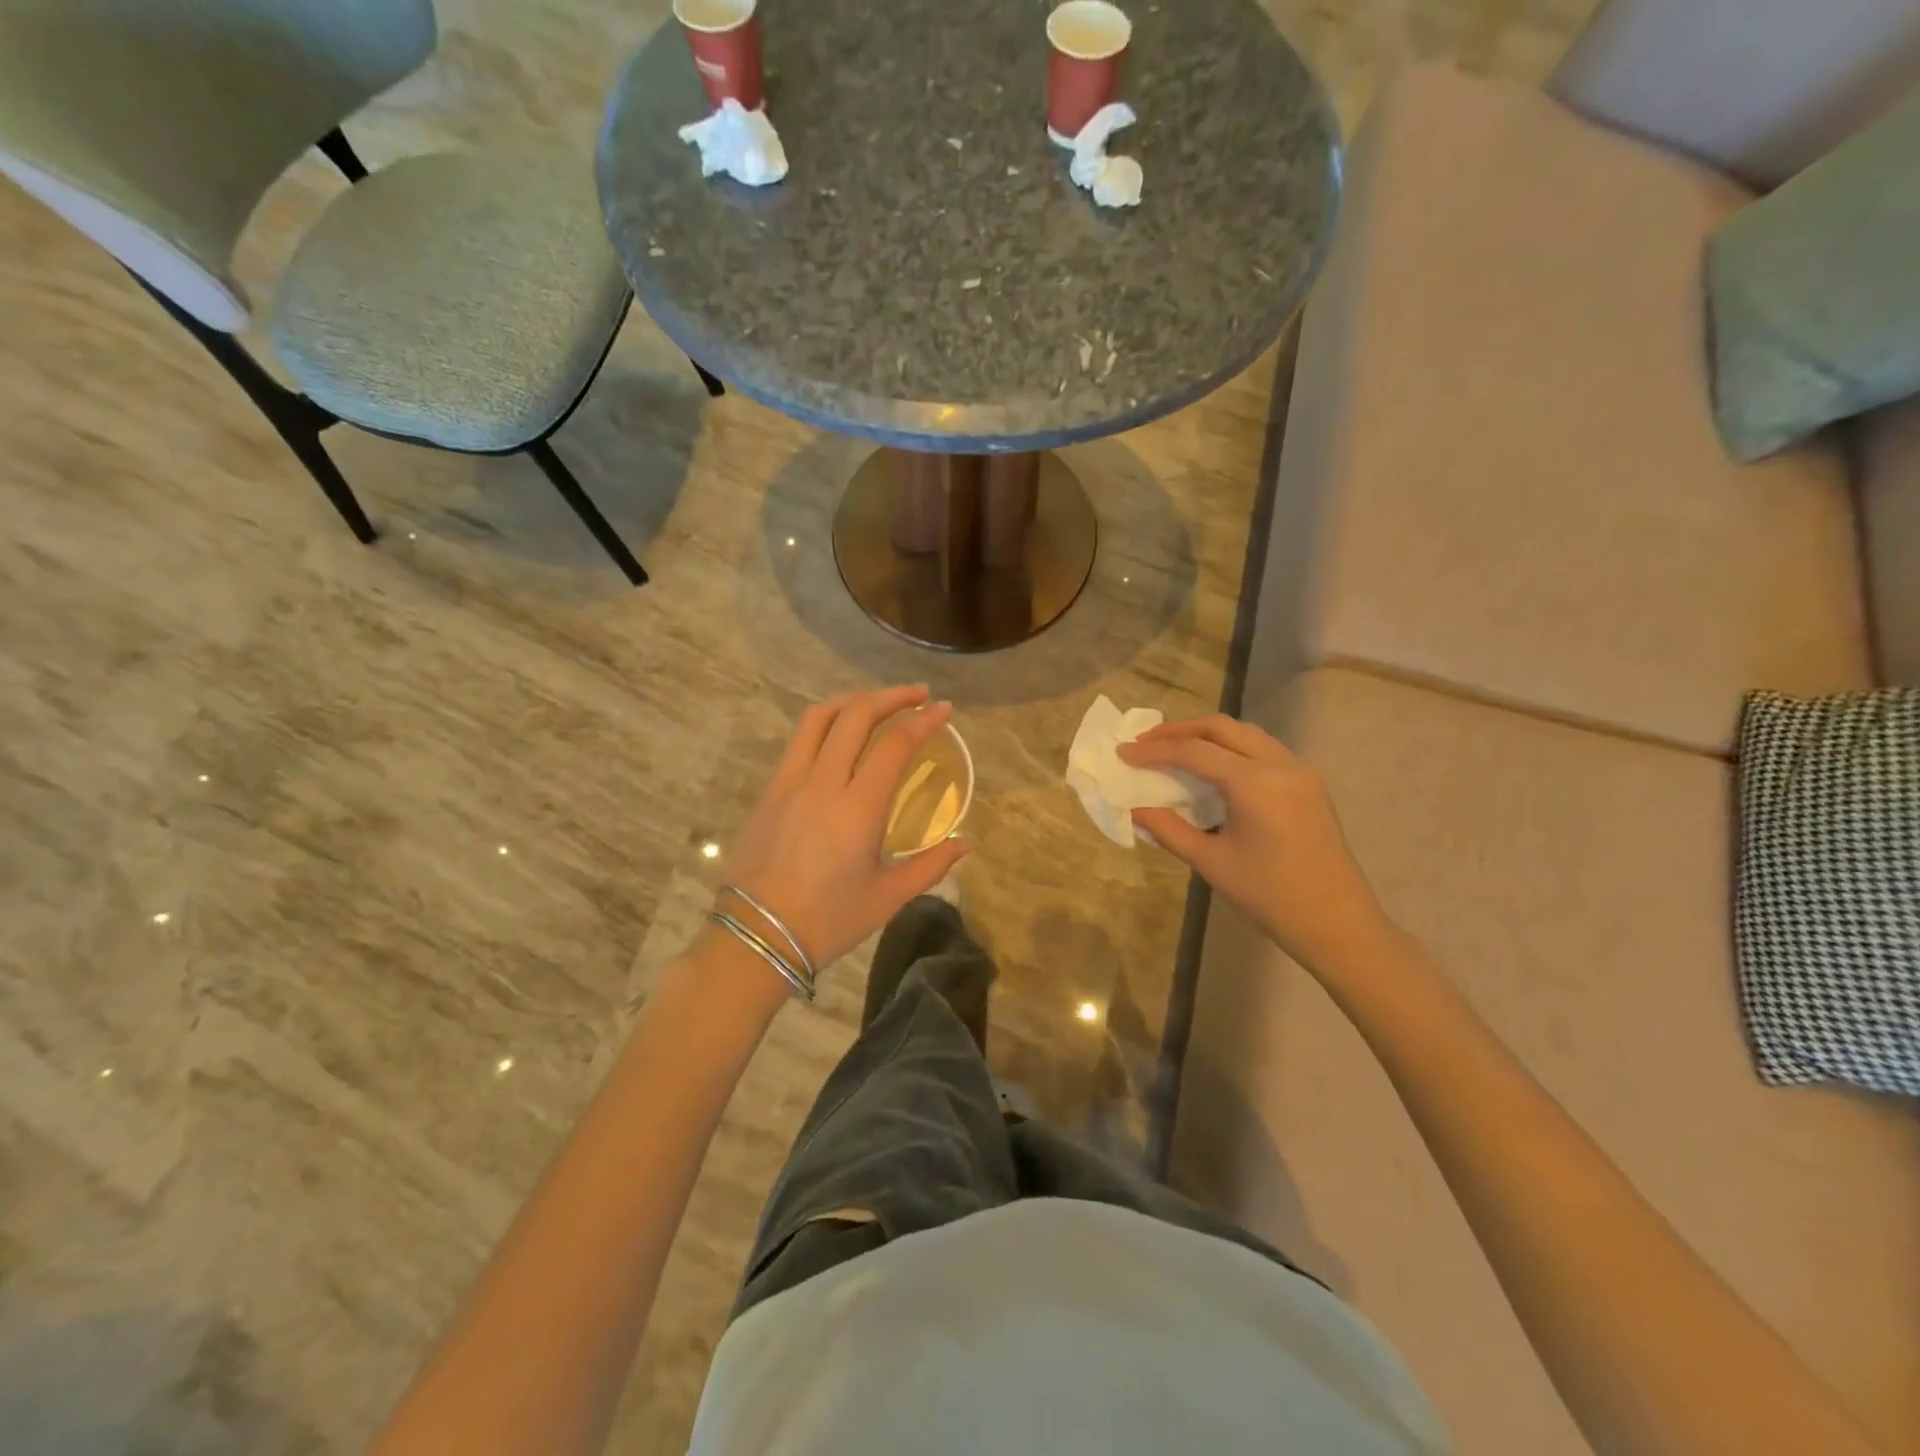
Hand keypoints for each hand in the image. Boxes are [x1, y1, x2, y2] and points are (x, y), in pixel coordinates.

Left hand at [723, 685, 967, 973]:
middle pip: (856, 715)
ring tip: (877, 703)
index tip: (944, 709)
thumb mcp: (887, 898)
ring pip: (819, 718)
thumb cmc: (828, 921)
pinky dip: (826, 724)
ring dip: (853, 700)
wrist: (756, 937)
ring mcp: (789, 782)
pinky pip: (799, 741)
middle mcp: (822, 782)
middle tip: (918, 695)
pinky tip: (839, 738)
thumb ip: (929, 866)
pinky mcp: (769, 790)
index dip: (923, 721)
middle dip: (891, 697)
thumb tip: (962, 845)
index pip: (895, 744)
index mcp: (857, 808)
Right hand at [1119, 715, 1388, 973]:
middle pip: (1221, 728)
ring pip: (1245, 734)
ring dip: (1207, 735)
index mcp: (1255, 783)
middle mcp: (1280, 765)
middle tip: (1145, 743)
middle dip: (1179, 730)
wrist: (1339, 925)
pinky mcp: (1309, 785)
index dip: (1153, 751)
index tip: (1122, 753)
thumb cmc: (1270, 897)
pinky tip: (1213, 768)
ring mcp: (1300, 772)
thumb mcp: (1211, 863)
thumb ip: (1169, 829)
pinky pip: (1263, 750)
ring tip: (1174, 749)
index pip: (1194, 751)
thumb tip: (1135, 808)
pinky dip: (1231, 748)